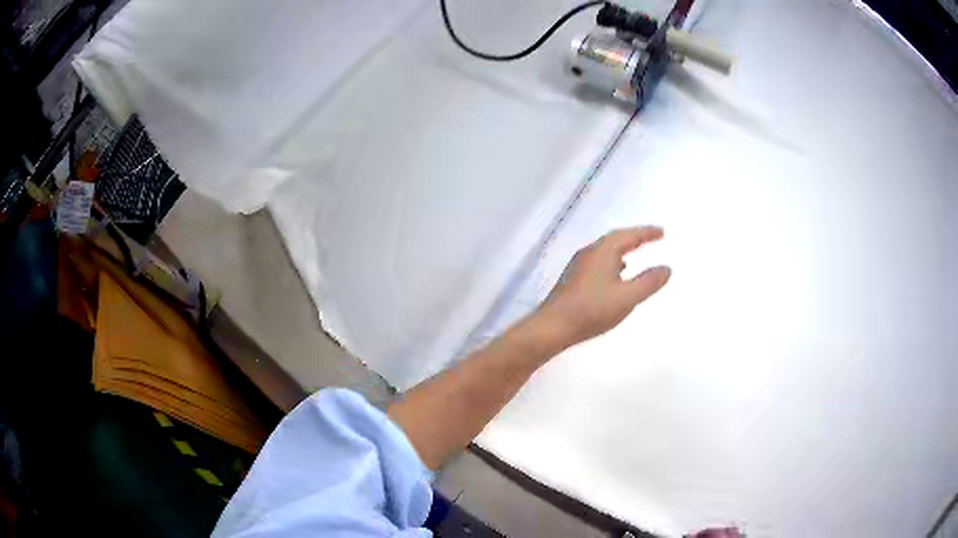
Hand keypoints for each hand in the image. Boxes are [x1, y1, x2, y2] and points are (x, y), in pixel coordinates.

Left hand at [536, 226, 670, 348]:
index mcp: (603, 251)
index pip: (629, 235)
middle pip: (615, 239)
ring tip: (635, 254)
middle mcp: (589, 253)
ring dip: (622, 249)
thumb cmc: (592, 310)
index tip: (661, 232)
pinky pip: (598, 262)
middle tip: (651, 238)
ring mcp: (578, 265)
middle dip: (634, 237)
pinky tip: (615, 277)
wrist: (553, 327)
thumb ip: (649, 282)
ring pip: (605, 251)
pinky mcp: (573, 279)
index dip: (647, 233)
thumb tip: (666, 268)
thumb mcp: (627, 297)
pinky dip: (612, 263)